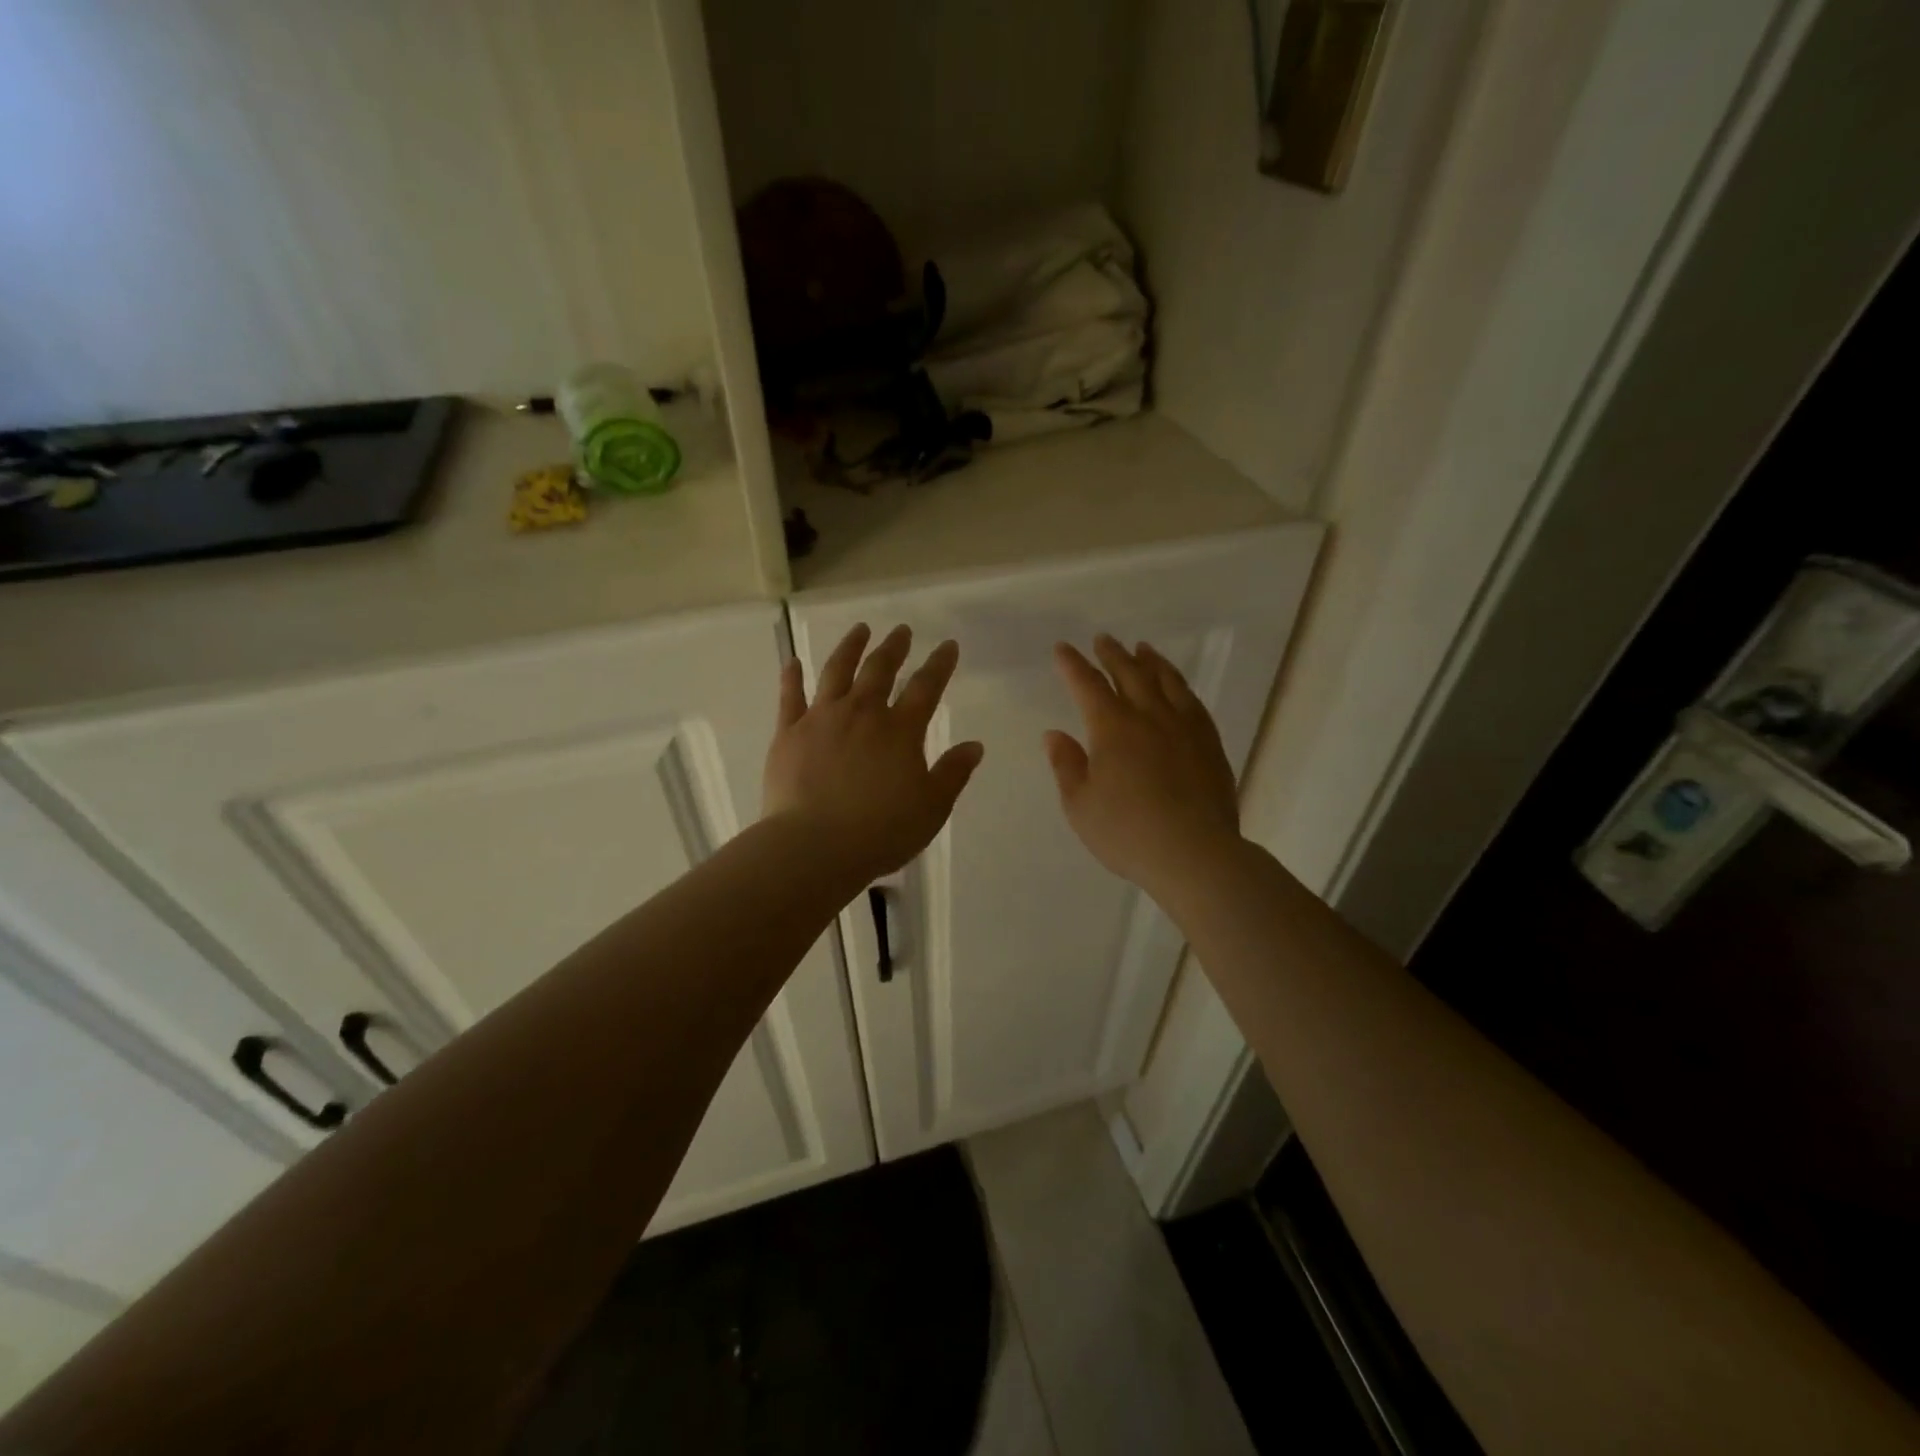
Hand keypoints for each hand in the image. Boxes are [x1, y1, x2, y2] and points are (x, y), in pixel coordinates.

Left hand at [764, 624, 984, 883]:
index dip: (939, 664)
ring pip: (837, 672)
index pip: (926, 688)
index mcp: (900, 731)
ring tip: (860, 630)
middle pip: (880, 670)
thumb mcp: (931, 808)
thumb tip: (975, 746)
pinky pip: (790, 697)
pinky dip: (792, 677)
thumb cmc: (881, 831)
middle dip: (894, 647)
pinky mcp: (788, 733)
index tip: (948, 645)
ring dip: (850, 647)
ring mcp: (821, 719)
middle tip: (902, 630)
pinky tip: (793, 662)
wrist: (815, 846)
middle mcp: (862, 714)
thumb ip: (953, 773)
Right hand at [1045, 635, 1242, 902]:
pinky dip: (1180, 686)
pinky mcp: (1209, 744)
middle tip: (1103, 639)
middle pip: (1130, 674)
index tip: (1063, 648)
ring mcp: (1184, 727)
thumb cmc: (1126, 832)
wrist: (1193, 853)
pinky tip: (1178, 688)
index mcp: (1112, 728)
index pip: (1088, 685)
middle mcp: (1149, 717)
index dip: (1073, 665)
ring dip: (1151, 661)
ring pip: (1167, 681)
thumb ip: (1067, 765)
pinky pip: (1193, 702)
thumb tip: (1055, 734)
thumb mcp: (1080, 805)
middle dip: (1113, 654)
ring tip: (1143, 649)